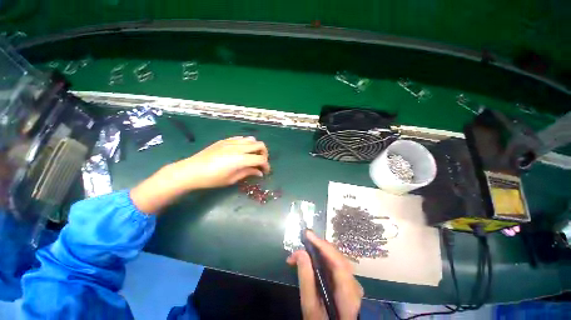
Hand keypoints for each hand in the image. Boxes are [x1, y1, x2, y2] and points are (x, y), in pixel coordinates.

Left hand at [170, 136, 269, 189]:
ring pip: (252, 139)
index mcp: (241, 159)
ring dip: (256, 147)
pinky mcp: (225, 140)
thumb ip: (248, 173)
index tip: (265, 172)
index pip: (261, 159)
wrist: (191, 171)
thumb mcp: (232, 179)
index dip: (266, 166)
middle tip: (260, 163)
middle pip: (260, 145)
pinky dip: (246, 143)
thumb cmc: (212, 179)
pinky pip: (241, 138)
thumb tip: (259, 172)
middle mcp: (239, 147)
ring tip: (252, 156)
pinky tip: (242, 151)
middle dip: (264, 154)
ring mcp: (232, 142)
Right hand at [287, 231, 362, 319]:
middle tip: (302, 243)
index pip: (337, 261)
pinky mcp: (347, 283)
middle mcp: (354, 284)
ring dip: (319, 251)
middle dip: (318, 246)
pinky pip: (335, 265)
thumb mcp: (311, 308)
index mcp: (349, 293)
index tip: (308, 234)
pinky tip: (312, 258)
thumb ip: (306, 280)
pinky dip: (323, 258)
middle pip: (337, 257)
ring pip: (336, 259)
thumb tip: (300, 253)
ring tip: (303, 250)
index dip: (322, 245)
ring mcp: (352, 283)